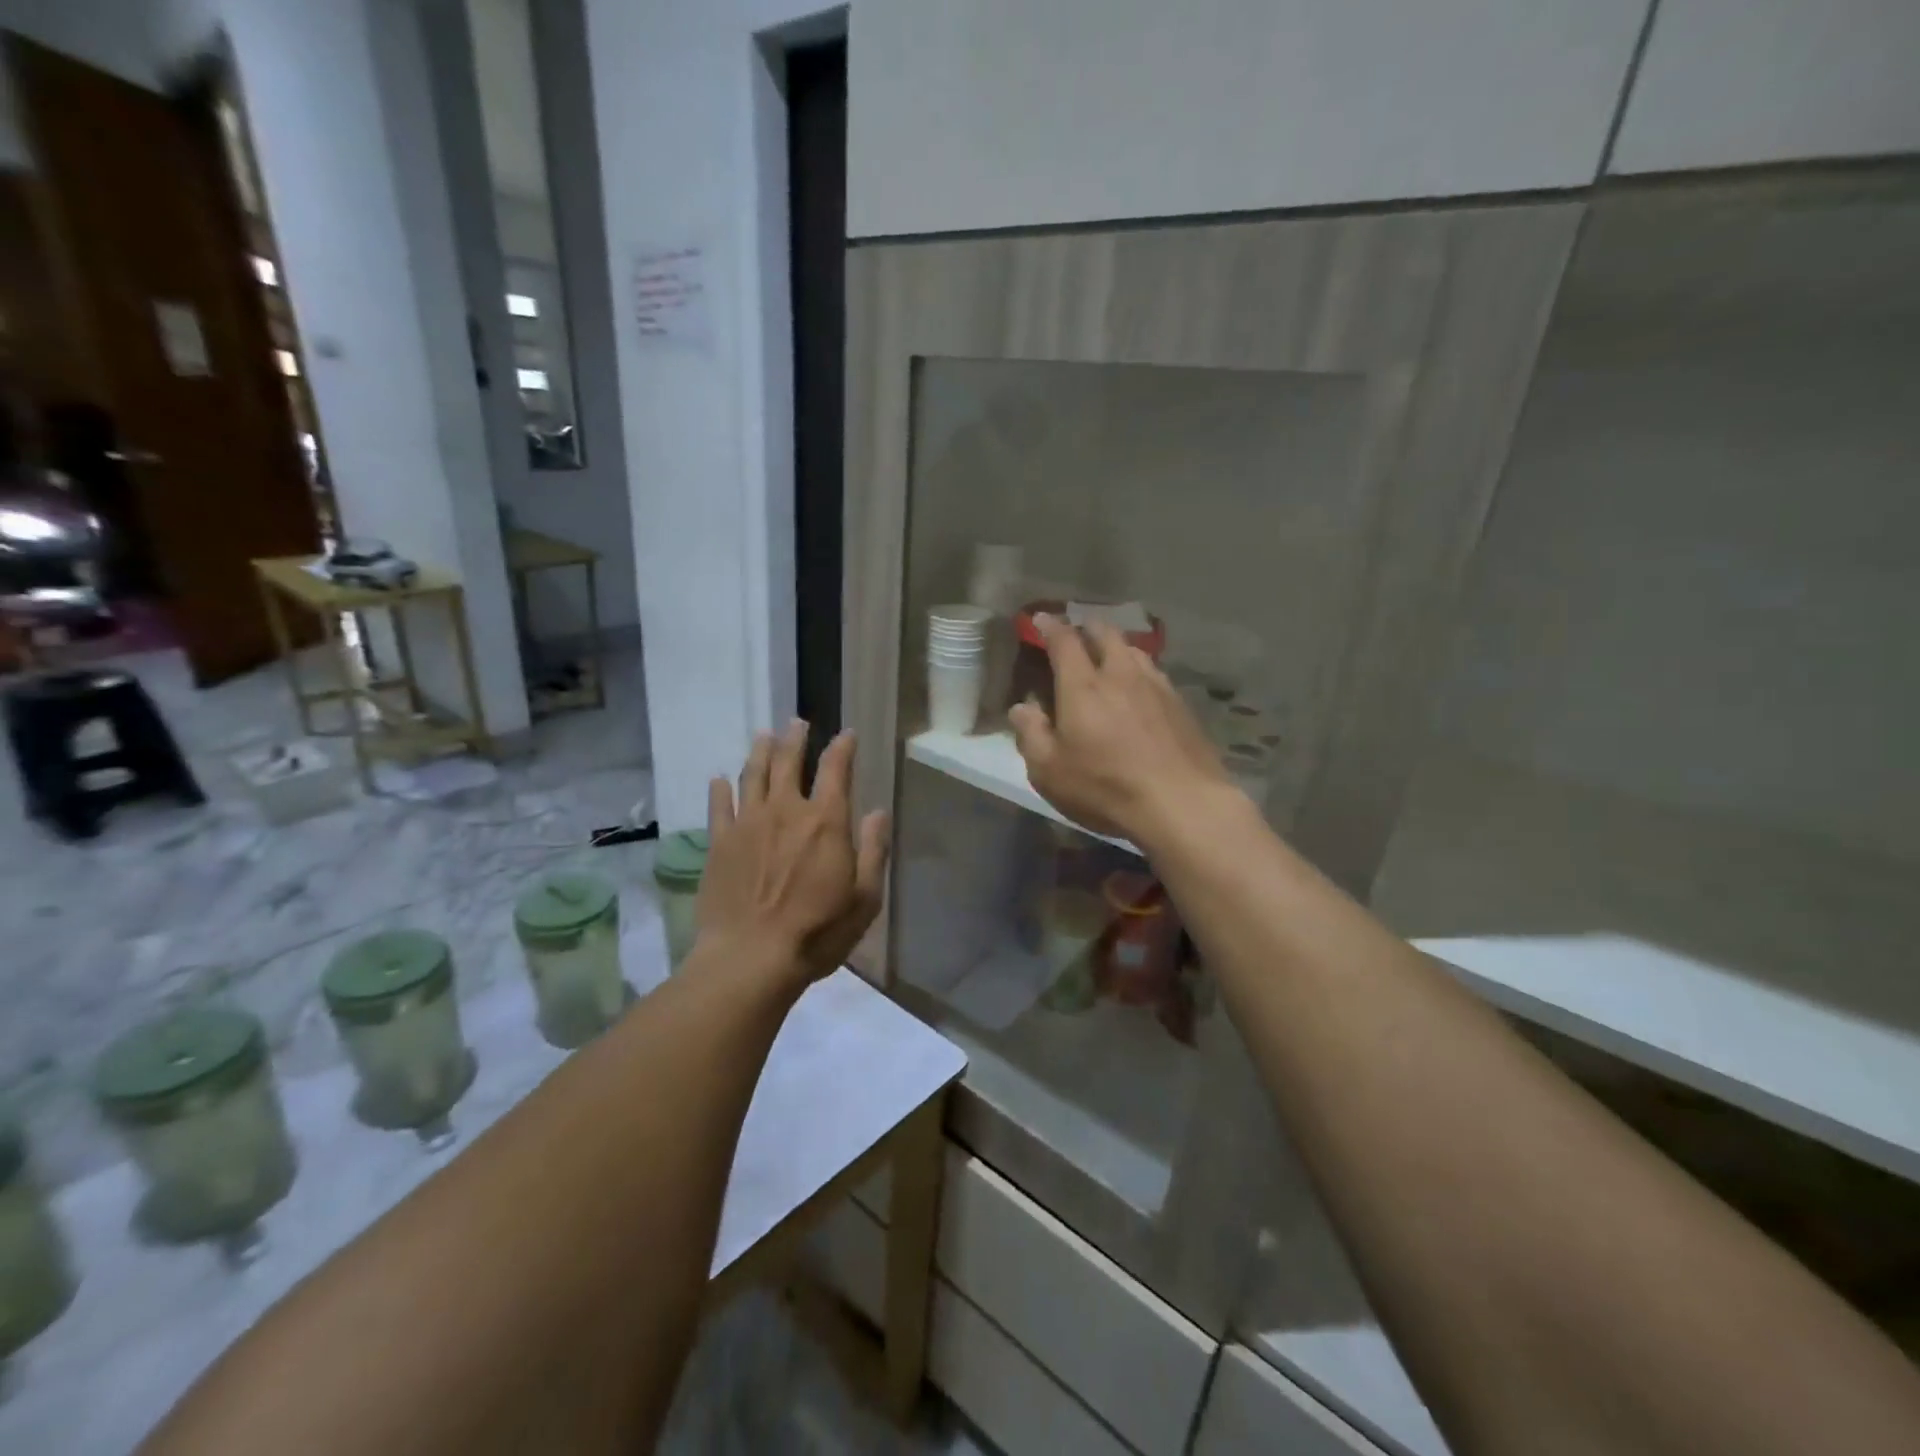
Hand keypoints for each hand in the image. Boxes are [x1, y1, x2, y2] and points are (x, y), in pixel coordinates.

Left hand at [696, 720, 889, 990]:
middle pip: (789, 762)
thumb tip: (878, 812)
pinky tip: (719, 779)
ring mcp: (748, 824)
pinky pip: (719, 806)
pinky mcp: (719, 843)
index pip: (836, 769)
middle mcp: (786, 810)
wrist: (751, 958)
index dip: (843, 747)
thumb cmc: (818, 931)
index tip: (847, 734)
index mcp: (825, 821)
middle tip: (796, 722)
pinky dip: (720, 789)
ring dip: (760, 751)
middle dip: (795, 739)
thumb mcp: (865, 898)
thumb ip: (874, 850)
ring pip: (753, 775)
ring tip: (764, 735)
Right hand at [1008, 614, 1234, 845]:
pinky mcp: (1181, 705)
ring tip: (1109, 656)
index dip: (1050, 626)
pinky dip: (1140, 671)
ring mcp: (1157, 687)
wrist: (1182, 804)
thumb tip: (1021, 708)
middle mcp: (1121, 675)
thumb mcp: (1049, 770)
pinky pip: (1155, 674)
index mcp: (1083, 686)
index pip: (1064, 641)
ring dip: (1117, 647)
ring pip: (1134, 651)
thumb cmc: (1105, 787)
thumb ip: (1031, 734)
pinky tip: (1140, 689)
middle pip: (1105, 634)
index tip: (1041, 619)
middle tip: (1078, 633)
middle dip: (1088, 628)